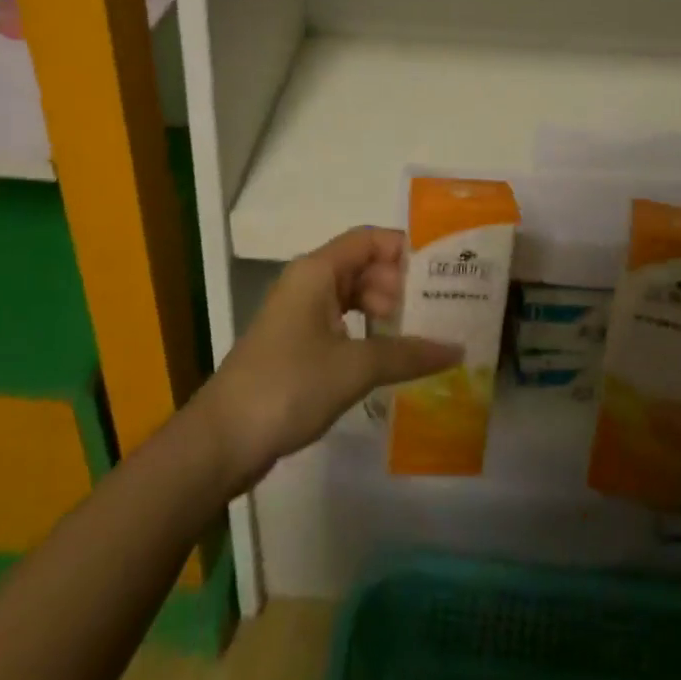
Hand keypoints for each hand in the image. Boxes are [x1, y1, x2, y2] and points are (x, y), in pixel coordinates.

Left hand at [195, 227, 461, 492]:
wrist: (223, 440)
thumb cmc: (289, 385)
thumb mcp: (354, 367)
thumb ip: (407, 353)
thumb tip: (457, 349)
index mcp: (317, 271)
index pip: (369, 239)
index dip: (404, 249)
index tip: (441, 271)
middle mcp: (308, 283)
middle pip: (363, 266)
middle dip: (400, 285)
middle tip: (439, 311)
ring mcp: (300, 314)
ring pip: (353, 297)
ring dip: (385, 312)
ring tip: (422, 336)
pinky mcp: (297, 345)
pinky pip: (342, 324)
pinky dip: (368, 334)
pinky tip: (392, 358)